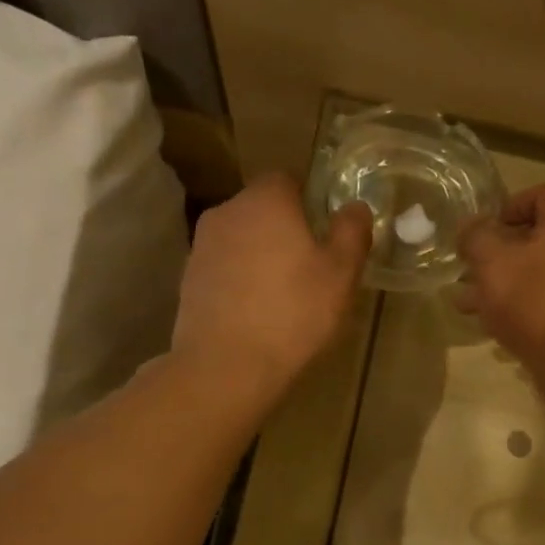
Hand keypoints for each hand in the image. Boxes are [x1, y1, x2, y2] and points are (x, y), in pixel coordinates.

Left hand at [172, 173, 371, 407]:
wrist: (226, 366)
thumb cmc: (294, 313)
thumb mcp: (341, 274)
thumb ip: (351, 232)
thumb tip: (355, 207)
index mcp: (266, 200)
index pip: (288, 178)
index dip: (310, 201)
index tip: (327, 232)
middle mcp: (228, 211)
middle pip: (263, 209)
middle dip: (286, 229)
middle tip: (312, 266)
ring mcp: (202, 246)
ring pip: (243, 239)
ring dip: (262, 256)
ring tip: (285, 294)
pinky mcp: (189, 279)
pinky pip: (225, 268)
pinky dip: (242, 280)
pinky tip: (258, 312)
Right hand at [455, 185, 544, 376]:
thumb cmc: (535, 300)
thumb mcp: (492, 263)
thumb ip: (476, 237)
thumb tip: (470, 226)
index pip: (538, 196)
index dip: (503, 210)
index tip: (479, 235)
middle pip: (537, 239)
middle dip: (496, 256)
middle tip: (467, 273)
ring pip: (539, 274)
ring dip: (503, 286)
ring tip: (467, 306)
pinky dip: (524, 308)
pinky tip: (494, 328)